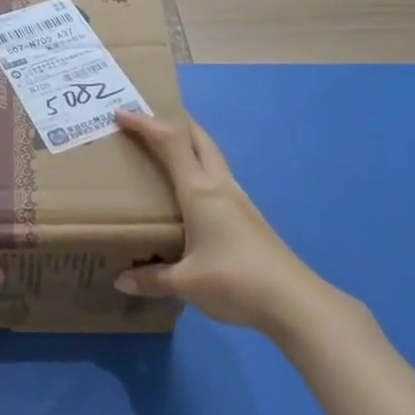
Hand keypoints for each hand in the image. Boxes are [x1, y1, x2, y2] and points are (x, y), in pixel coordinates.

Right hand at [112, 108, 319, 334]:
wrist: (293, 301)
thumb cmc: (235, 281)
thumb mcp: (186, 283)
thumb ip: (151, 279)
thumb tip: (121, 281)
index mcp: (200, 192)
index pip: (171, 142)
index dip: (146, 124)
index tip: (121, 113)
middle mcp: (220, 186)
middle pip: (197, 138)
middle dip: (172, 122)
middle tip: (145, 123)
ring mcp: (238, 199)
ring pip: (211, 156)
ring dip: (188, 144)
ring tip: (164, 152)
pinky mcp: (248, 216)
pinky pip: (217, 177)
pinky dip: (199, 168)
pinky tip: (191, 192)